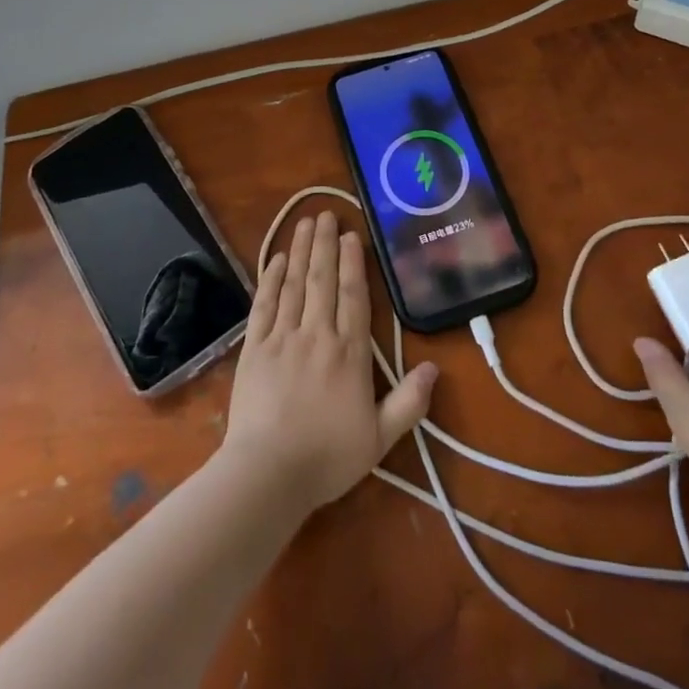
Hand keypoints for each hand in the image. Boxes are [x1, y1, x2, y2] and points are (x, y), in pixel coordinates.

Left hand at [221, 210, 436, 514]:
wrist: (267, 474)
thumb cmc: (327, 457)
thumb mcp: (380, 438)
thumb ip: (409, 402)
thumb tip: (434, 368)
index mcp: (349, 353)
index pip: (353, 295)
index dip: (353, 262)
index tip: (351, 234)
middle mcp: (317, 334)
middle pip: (322, 279)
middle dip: (325, 244)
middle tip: (326, 213)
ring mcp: (282, 338)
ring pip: (294, 284)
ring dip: (300, 250)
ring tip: (305, 223)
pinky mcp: (254, 348)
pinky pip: (264, 304)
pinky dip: (271, 278)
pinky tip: (277, 259)